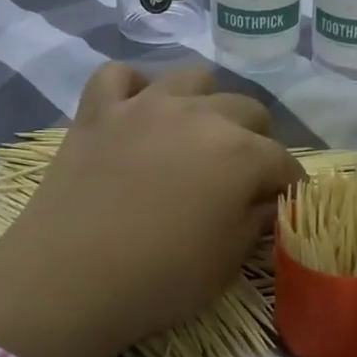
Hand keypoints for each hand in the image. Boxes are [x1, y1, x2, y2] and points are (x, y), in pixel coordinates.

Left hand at [0, 63, 298, 356]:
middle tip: (242, 175)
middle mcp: (200, 115)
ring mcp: (145, 105)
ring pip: (193, 78)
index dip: (289, 185)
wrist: (68, 280)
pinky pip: (119, 75)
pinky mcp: (97, 110)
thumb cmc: (160, 278)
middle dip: (257, 140)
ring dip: (206, 103)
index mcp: (240, 153)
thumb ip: (257, 221)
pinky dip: (133, 88)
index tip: (284, 204)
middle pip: (248, 110)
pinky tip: (136, 111)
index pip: (283, 162)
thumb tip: (269, 202)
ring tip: (196, 134)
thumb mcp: (227, 261)